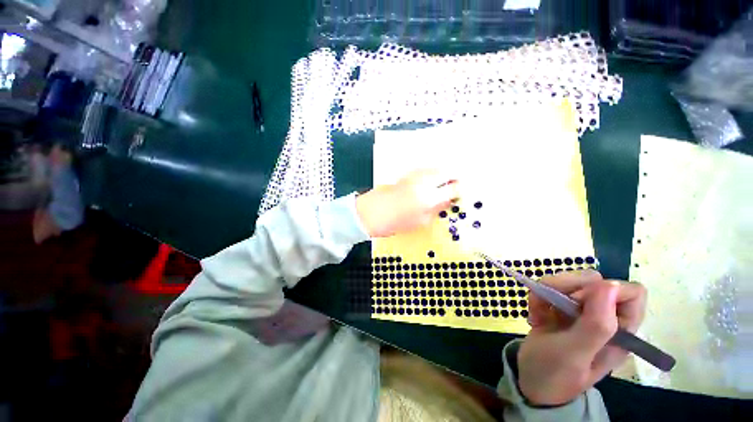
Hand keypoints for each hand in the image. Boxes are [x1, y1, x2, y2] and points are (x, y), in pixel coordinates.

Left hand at [356, 169, 459, 237]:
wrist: (371, 213)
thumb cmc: (396, 222)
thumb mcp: (420, 221)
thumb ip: (436, 208)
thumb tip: (448, 200)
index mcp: (429, 197)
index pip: (452, 188)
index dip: (459, 190)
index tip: (460, 193)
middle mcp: (423, 182)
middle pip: (446, 172)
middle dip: (454, 177)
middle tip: (455, 185)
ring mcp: (414, 176)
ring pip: (435, 168)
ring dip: (443, 173)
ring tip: (444, 182)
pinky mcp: (406, 174)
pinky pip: (424, 169)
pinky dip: (431, 173)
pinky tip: (430, 180)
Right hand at [517, 270, 646, 405]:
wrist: (530, 381)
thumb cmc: (555, 373)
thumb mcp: (575, 353)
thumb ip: (597, 324)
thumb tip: (609, 285)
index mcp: (620, 331)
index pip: (630, 293)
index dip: (605, 291)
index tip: (577, 302)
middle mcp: (603, 317)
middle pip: (595, 280)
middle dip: (568, 286)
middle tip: (553, 305)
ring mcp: (579, 311)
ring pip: (569, 280)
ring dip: (547, 291)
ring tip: (538, 313)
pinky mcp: (559, 308)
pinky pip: (548, 288)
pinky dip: (537, 297)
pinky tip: (534, 316)